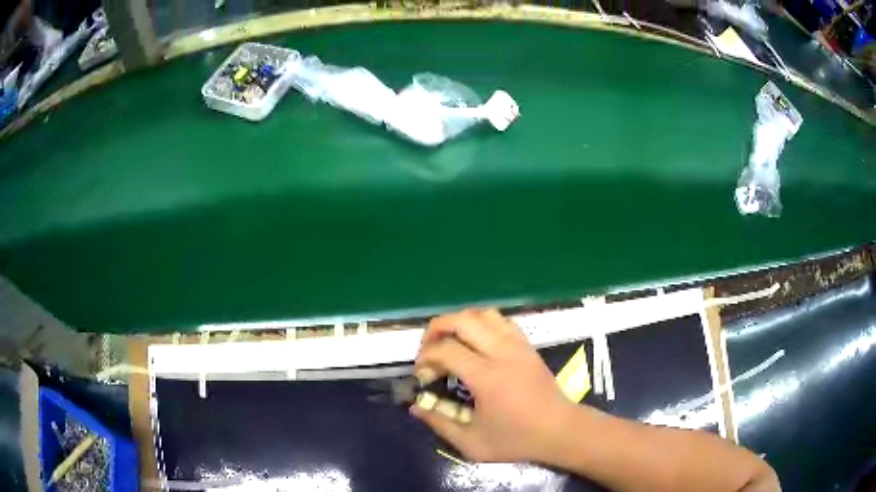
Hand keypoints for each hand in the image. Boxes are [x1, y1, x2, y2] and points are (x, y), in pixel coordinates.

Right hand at [411, 308, 575, 462]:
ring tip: (450, 344)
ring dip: (459, 323)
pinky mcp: (527, 345)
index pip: (446, 350)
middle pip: (462, 320)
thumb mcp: (472, 443)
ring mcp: (518, 345)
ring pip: (483, 314)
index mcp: (487, 377)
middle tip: (428, 351)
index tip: (421, 376)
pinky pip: (501, 321)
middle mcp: (502, 353)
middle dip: (436, 329)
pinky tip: (476, 344)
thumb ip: (440, 423)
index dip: (425, 358)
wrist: (561, 430)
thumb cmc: (517, 440)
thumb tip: (415, 406)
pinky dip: (482, 324)